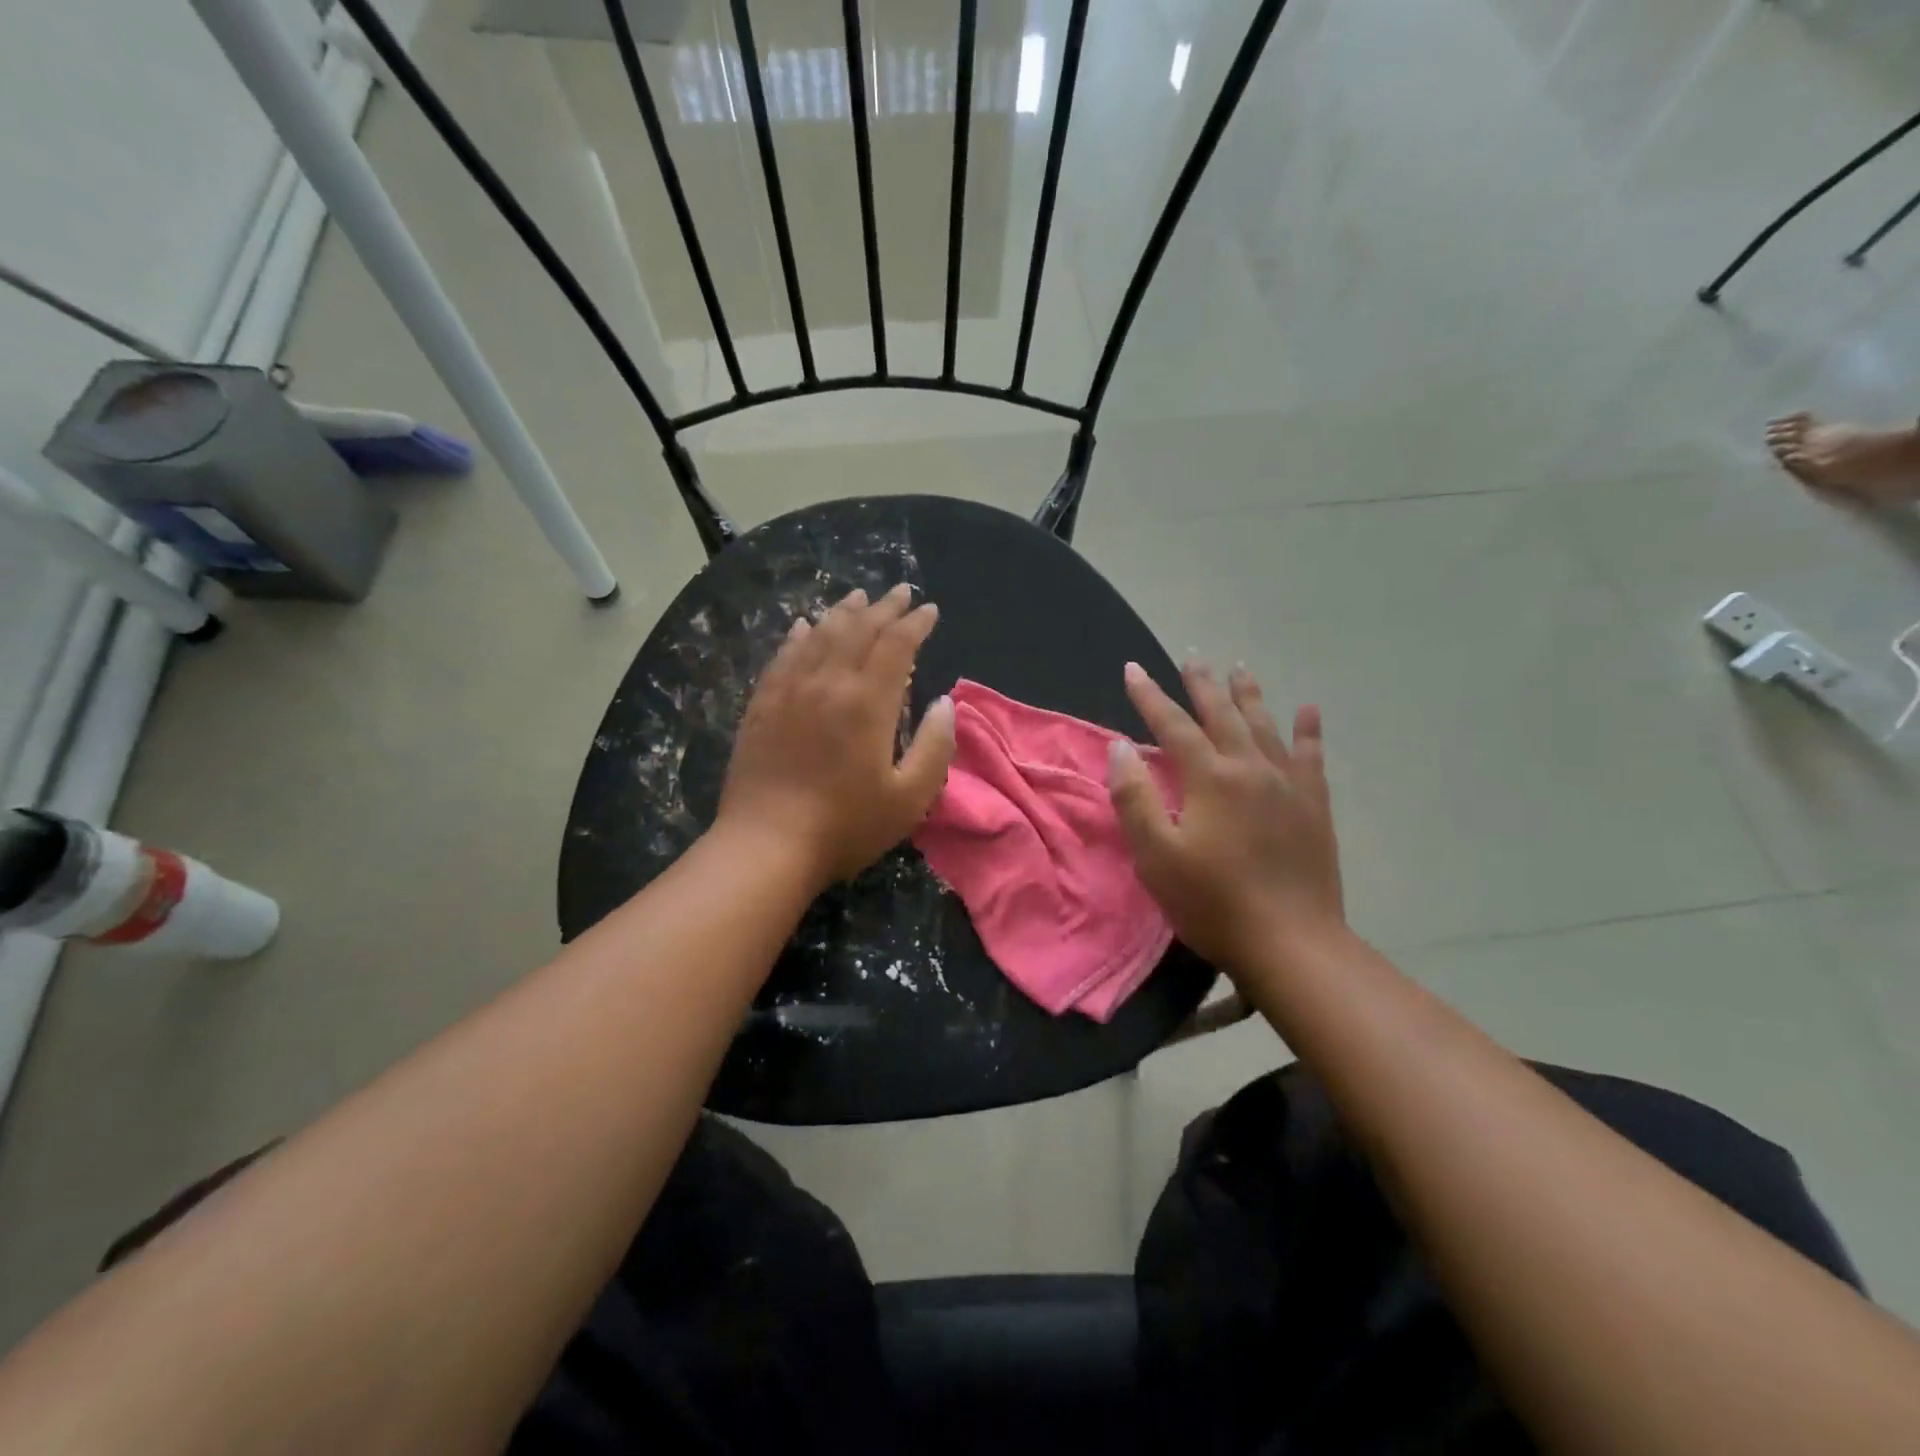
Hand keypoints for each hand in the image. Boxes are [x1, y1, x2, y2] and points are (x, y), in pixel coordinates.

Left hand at [718, 584, 955, 888]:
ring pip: (819, 635)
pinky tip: (803, 626)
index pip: (896, 645)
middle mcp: (828, 683)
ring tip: (859, 598)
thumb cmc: (846, 825)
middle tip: (901, 592)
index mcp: (868, 702)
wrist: (767, 845)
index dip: (916, 624)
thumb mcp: (910, 797)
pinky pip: (783, 656)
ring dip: (843, 613)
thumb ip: (935, 745)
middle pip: (859, 630)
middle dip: (884, 608)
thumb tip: (944, 702)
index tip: (930, 610)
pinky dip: (799, 635)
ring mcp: (789, 691)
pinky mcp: (762, 706)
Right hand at [1107, 660, 1344, 974]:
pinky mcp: (1314, 806)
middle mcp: (1250, 767)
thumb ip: (1135, 797)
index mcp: (1210, 777)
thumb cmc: (1212, 902)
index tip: (1132, 669)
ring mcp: (1288, 784)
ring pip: (1265, 725)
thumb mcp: (1156, 855)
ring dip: (1248, 695)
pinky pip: (1311, 756)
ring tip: (1240, 668)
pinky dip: (1308, 731)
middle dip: (1201, 684)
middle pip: (1222, 714)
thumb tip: (1121, 747)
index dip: (1149, 695)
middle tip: (1191, 657)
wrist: (1291, 943)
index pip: (1172, 724)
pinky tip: (1308, 711)